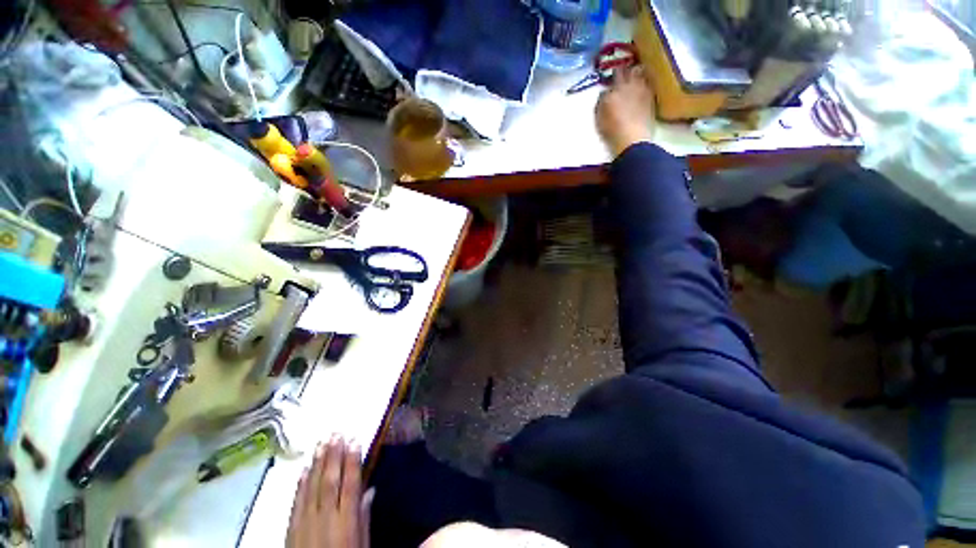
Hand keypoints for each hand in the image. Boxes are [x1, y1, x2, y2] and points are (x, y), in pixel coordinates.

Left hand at [287, 438, 373, 547]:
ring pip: (312, 486)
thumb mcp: (362, 545)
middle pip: (330, 481)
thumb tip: (371, 490)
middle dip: (334, 456)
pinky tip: (303, 468)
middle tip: (337, 433)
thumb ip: (364, 518)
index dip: (353, 461)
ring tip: (322, 442)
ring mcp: (305, 521)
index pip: (350, 484)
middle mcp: (325, 517)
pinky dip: (300, 483)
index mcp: (346, 521)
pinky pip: (296, 501)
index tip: (355, 441)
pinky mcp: (291, 527)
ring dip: (318, 463)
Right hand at [595, 66, 655, 156]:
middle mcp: (627, 86)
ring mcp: (641, 89)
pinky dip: (644, 81)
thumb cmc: (612, 131)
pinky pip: (647, 82)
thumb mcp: (599, 119)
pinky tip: (642, 85)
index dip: (612, 76)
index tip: (611, 77)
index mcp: (612, 91)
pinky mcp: (650, 96)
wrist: (632, 138)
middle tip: (622, 72)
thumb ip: (601, 103)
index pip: (612, 77)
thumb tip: (604, 94)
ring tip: (634, 74)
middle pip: (626, 71)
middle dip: (623, 71)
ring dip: (635, 73)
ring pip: (638, 73)